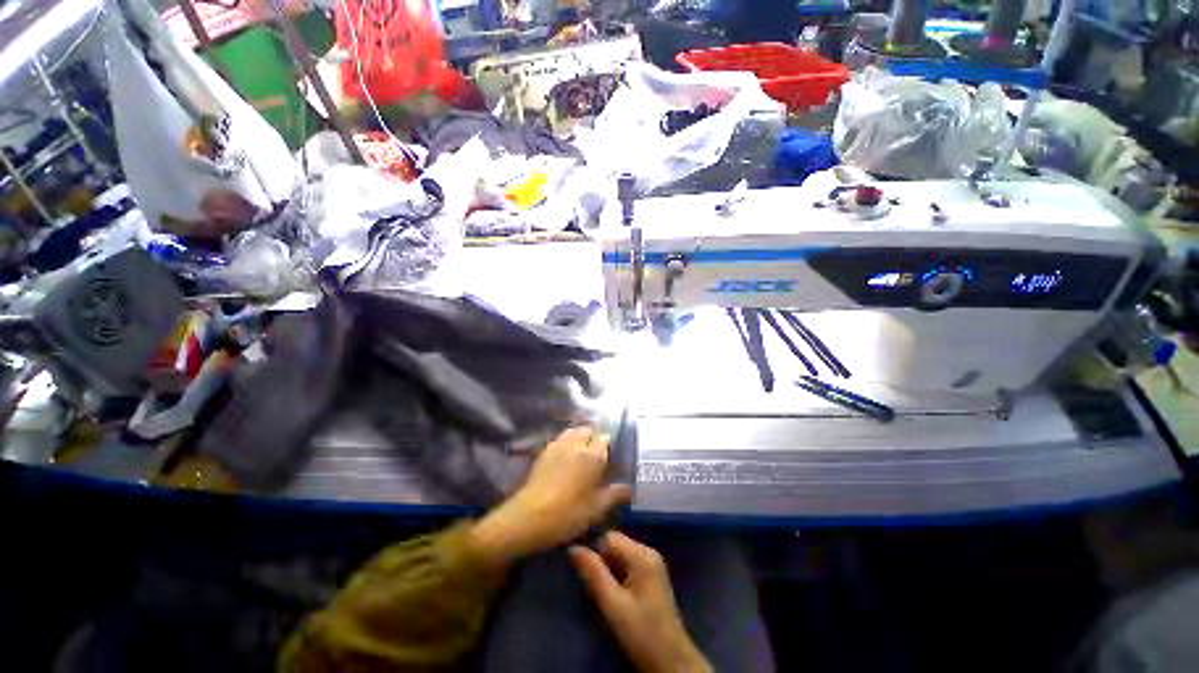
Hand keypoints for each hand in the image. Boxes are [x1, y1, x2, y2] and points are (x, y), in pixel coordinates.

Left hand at [470, 427, 631, 566]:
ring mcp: (558, 445)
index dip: (611, 445)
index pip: (606, 438)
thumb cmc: (569, 514)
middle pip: (589, 430)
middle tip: (598, 455)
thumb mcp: (597, 508)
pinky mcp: (544, 451)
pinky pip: (560, 438)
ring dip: (581, 436)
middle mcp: (576, 444)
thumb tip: (630, 488)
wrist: (529, 517)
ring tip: (583, 452)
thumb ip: (616, 494)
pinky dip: (567, 440)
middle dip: (595, 438)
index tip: (613, 457)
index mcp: (592, 455)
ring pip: (574, 431)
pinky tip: (567, 456)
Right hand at [570, 532, 711, 672]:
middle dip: (601, 560)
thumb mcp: (613, 605)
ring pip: (620, 554)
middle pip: (616, 543)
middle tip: (591, 585)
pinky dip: (617, 574)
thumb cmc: (641, 632)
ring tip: (600, 590)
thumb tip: (574, 548)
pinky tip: (613, 593)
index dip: (593, 551)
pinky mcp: (652, 575)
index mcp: (642, 554)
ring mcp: (653, 563)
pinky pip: (628, 563)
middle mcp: (649, 551)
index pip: (609, 537)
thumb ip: (594, 574)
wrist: (671, 660)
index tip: (582, 572)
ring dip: (608, 568)